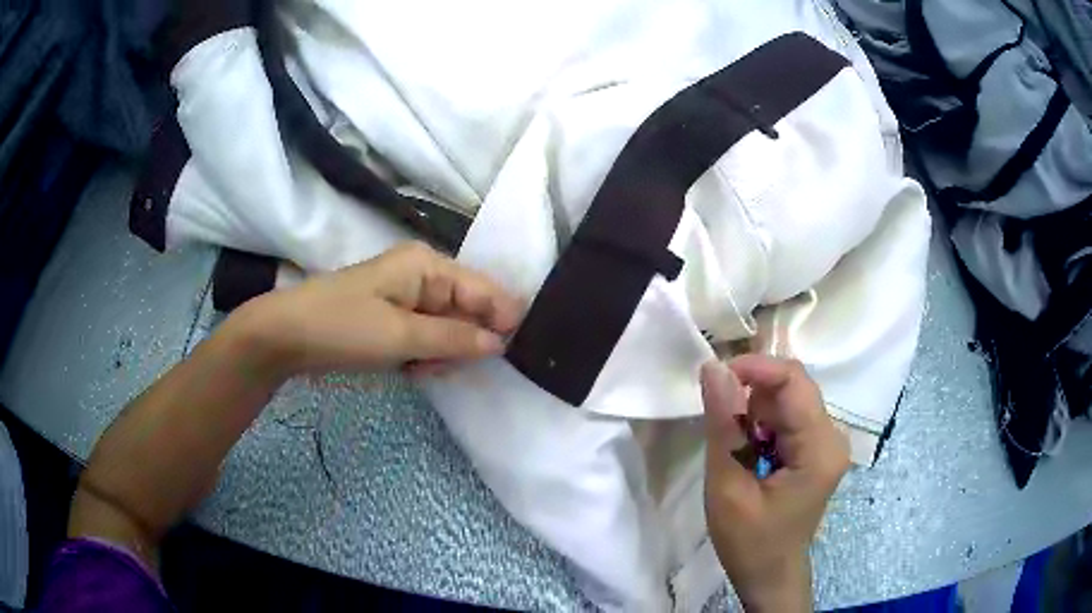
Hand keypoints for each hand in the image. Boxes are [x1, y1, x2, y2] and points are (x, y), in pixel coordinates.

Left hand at [240, 242, 522, 377]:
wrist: (286, 335)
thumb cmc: (343, 327)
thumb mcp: (401, 335)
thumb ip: (454, 337)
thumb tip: (500, 342)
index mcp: (428, 265)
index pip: (484, 289)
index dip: (502, 320)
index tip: (512, 355)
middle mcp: (423, 273)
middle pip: (468, 308)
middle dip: (463, 341)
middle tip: (442, 366)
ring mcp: (407, 295)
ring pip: (448, 326)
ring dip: (441, 351)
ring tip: (418, 368)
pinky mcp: (394, 316)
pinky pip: (426, 335)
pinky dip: (423, 354)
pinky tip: (407, 368)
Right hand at [701, 356, 849, 611]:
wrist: (770, 575)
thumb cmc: (749, 542)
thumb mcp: (728, 487)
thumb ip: (724, 425)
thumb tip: (714, 367)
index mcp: (820, 448)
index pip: (794, 381)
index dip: (754, 368)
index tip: (714, 377)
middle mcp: (832, 436)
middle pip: (793, 387)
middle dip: (752, 395)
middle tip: (718, 422)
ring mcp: (827, 442)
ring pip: (788, 399)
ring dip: (755, 413)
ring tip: (736, 451)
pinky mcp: (817, 449)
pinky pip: (789, 417)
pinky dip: (762, 425)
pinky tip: (749, 454)